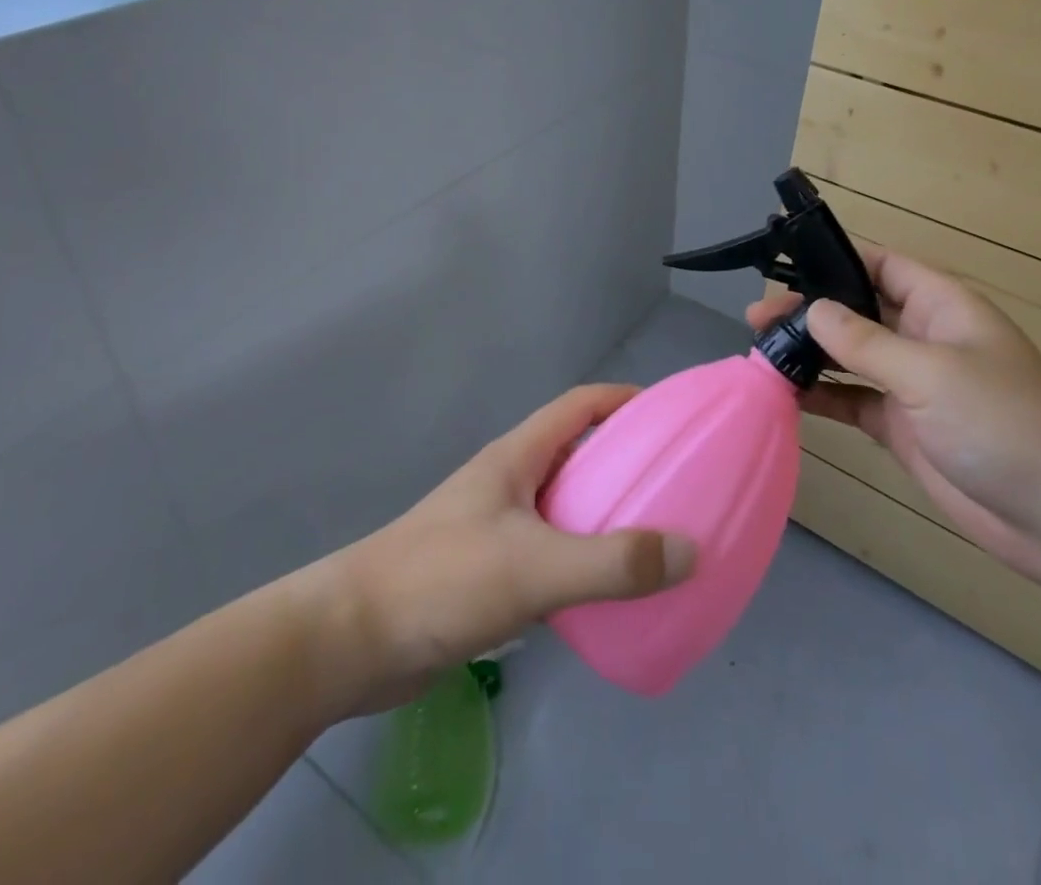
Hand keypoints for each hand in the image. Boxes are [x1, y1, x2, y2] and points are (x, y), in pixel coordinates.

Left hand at [326, 384, 696, 709]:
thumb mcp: (534, 567)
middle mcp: (509, 482)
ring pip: (563, 506)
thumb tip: (690, 551)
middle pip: (576, 453)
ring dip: (604, 514)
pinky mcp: (487, 572)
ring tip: (653, 536)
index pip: (578, 405)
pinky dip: (581, 559)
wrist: (350, 641)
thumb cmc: (442, 580)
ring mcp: (495, 527)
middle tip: (673, 483)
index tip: (667, 416)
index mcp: (517, 457)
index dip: (622, 400)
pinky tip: (605, 590)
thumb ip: (611, 563)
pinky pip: (549, 552)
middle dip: (623, 460)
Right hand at [749, 247, 1040, 586]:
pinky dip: (820, 397)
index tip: (786, 267)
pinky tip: (783, 395)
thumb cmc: (1002, 423)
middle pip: (857, 312)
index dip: (837, 261)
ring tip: (759, 351)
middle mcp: (922, 337)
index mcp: (940, 306)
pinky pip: (851, 400)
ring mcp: (911, 384)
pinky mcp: (900, 426)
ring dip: (809, 354)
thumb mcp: (930, 372)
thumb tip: (812, 309)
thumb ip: (865, 341)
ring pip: (849, 357)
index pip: (881, 266)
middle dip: (810, 311)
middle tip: (756, 318)